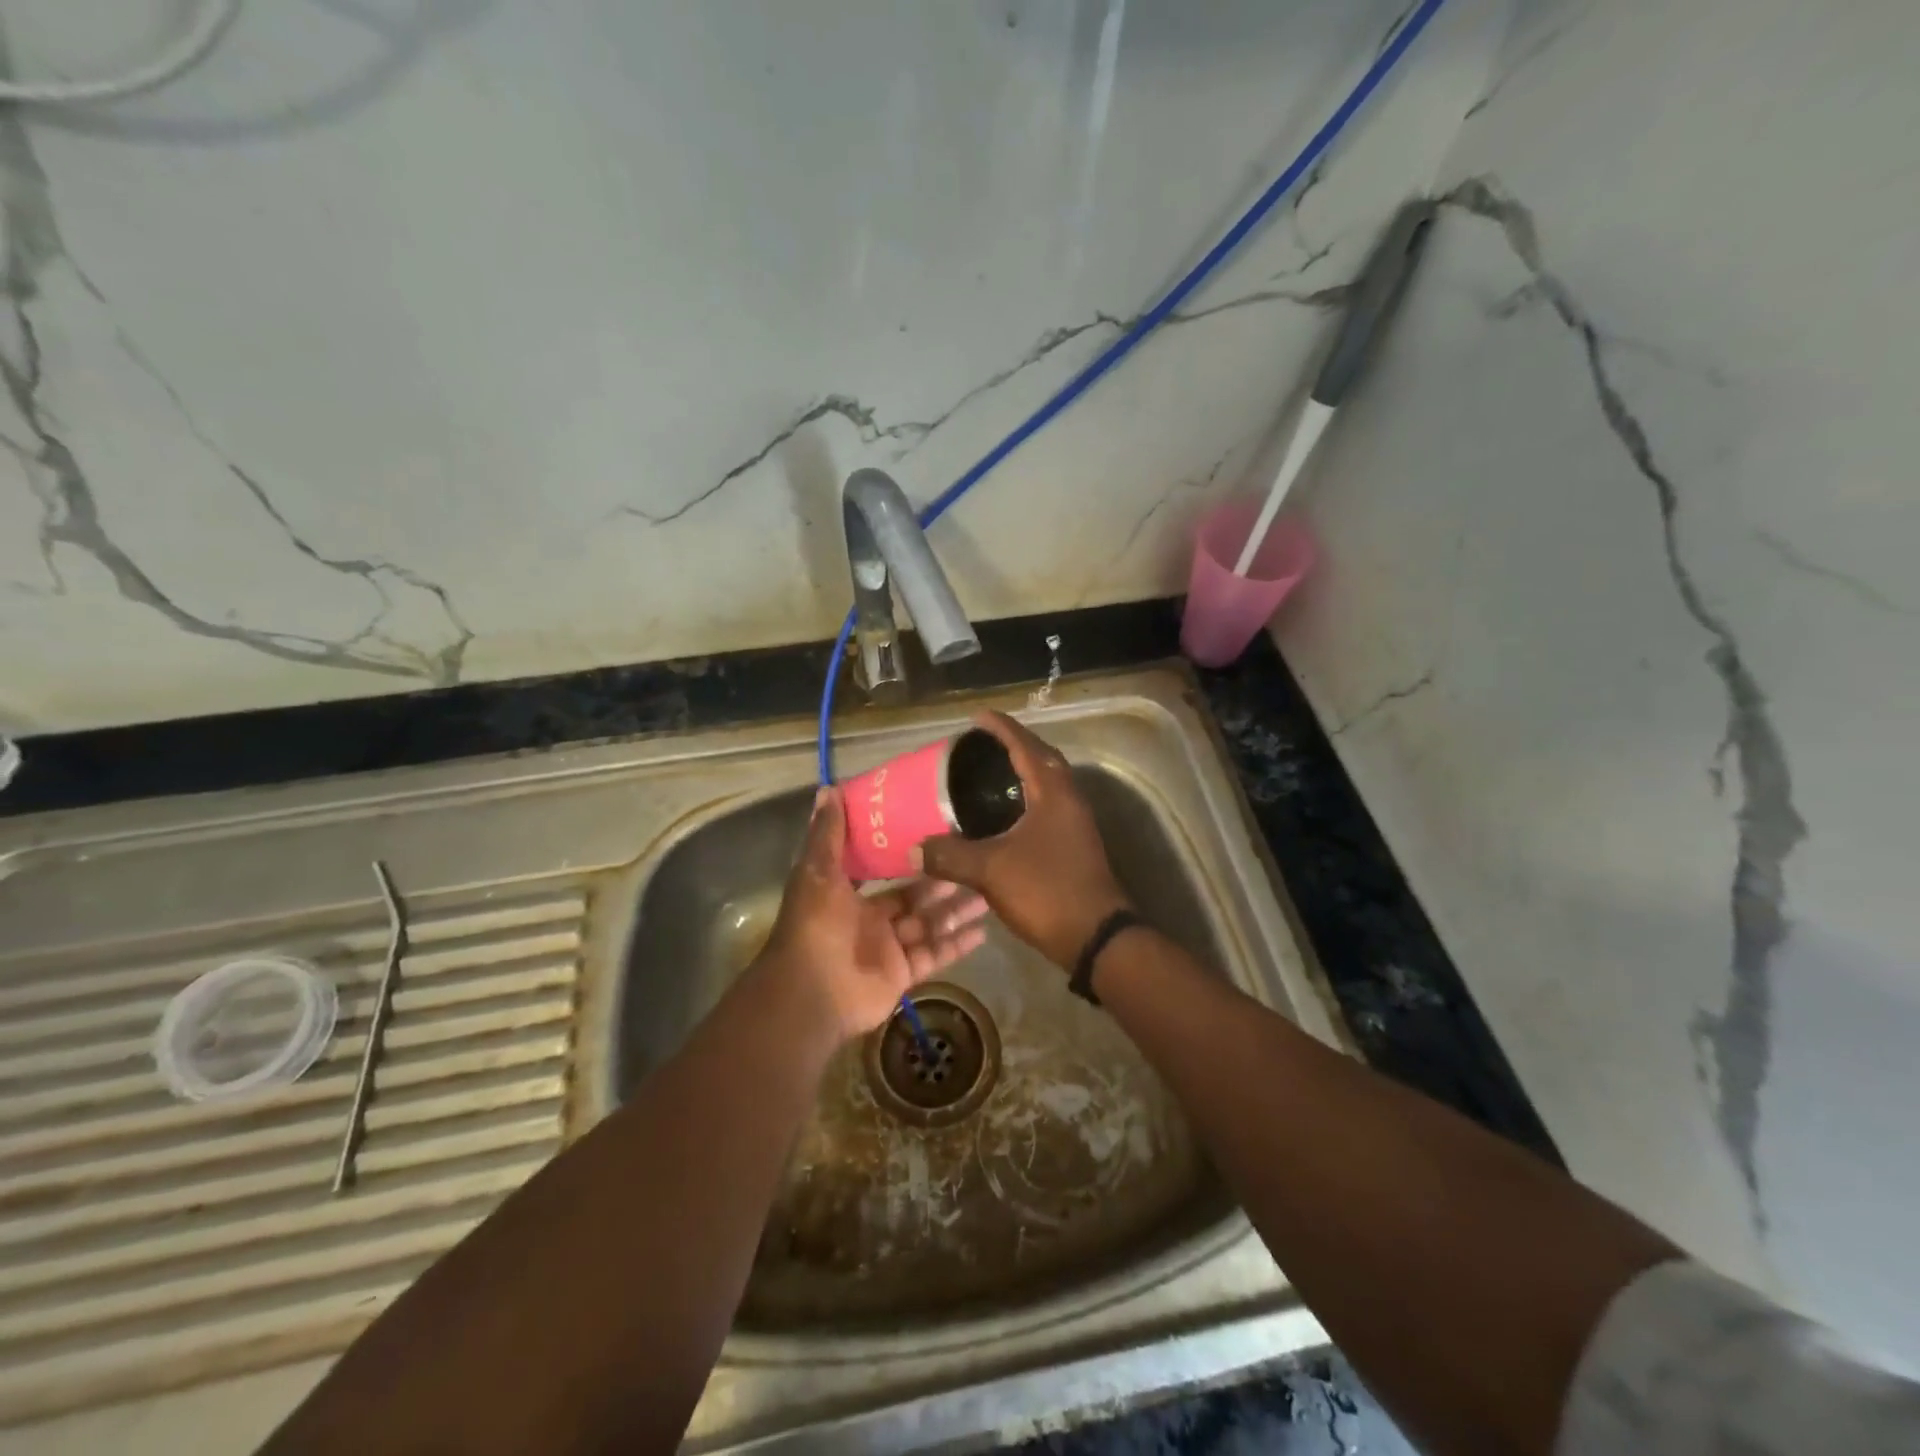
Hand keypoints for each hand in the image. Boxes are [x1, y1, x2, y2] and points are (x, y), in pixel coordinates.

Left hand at [757, 786, 988, 1040]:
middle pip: (915, 896)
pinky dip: (957, 944)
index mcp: (849, 894)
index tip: (938, 830)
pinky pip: (934, 955)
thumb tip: (828, 788)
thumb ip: (827, 835)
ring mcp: (888, 948)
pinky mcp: (903, 974)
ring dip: (957, 910)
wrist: (812, 994)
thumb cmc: (815, 927)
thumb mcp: (817, 873)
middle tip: (977, 859)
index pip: (885, 868)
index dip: (910, 852)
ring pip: (929, 924)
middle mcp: (871, 919)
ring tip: (990, 893)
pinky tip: (984, 930)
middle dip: (943, 880)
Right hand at [913, 712, 1131, 969]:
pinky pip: (1048, 806)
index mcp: (1052, 792)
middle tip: (982, 743)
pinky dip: (1026, 798)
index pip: (1025, 746)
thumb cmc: (1045, 891)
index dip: (1001, 728)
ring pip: (1048, 784)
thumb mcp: (990, 871)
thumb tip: (913, 849)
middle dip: (1014, 745)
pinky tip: (1003, 815)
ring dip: (1022, 771)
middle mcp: (1068, 799)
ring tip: (988, 773)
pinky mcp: (1074, 844)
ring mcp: (1075, 823)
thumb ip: (950, 856)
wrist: (1094, 936)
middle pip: (1042, 758)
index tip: (977, 716)